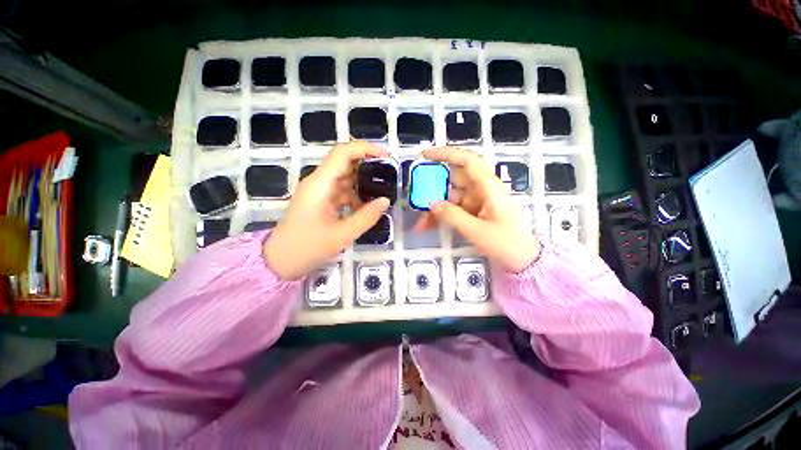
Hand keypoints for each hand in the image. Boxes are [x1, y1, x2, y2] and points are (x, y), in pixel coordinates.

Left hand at [263, 142, 390, 279]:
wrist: (280, 262)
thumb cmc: (306, 248)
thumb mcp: (341, 235)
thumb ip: (366, 217)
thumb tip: (385, 200)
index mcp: (320, 184)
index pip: (342, 153)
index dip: (365, 149)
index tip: (386, 155)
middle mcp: (318, 182)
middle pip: (344, 162)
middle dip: (368, 163)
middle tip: (389, 173)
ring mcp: (319, 192)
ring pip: (344, 177)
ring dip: (363, 181)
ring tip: (382, 189)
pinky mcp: (321, 201)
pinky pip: (341, 191)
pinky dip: (355, 195)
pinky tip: (366, 207)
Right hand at [415, 147, 540, 272]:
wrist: (524, 260)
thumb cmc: (506, 243)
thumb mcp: (477, 231)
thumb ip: (452, 216)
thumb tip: (432, 203)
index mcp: (488, 187)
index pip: (467, 161)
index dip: (446, 154)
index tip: (425, 155)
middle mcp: (482, 189)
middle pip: (454, 179)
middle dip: (434, 186)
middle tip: (415, 195)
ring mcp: (478, 201)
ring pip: (451, 196)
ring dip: (435, 207)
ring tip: (421, 222)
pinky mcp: (474, 211)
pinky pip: (454, 208)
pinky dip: (442, 215)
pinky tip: (429, 225)